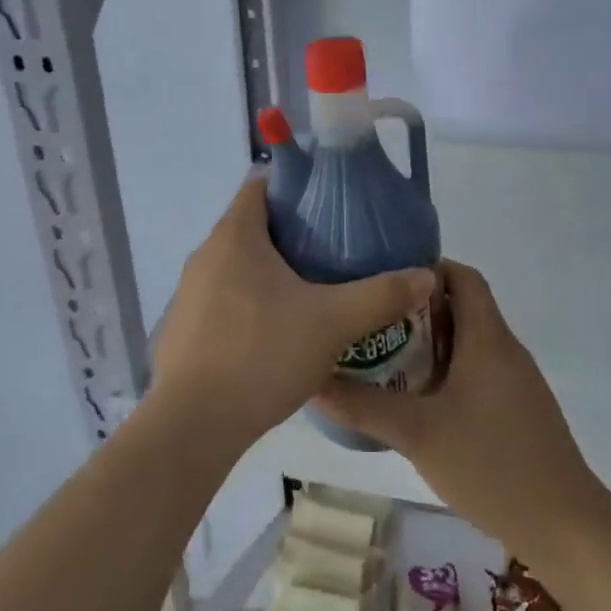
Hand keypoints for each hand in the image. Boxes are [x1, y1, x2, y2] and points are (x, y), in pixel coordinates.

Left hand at [150, 176, 434, 452]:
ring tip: (313, 290)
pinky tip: (278, 333)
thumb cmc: (261, 355)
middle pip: (251, 225)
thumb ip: (381, 295)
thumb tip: (426, 275)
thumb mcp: (332, 323)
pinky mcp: (183, 329)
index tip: (330, 201)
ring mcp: (189, 293)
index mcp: (235, 235)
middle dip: (292, 232)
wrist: (192, 426)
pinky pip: (223, 299)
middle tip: (335, 249)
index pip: (260, 185)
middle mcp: (206, 255)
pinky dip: (250, 302)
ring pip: (237, 265)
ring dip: (271, 271)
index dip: (295, 185)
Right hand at [317, 261, 607, 554]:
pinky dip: (449, 369)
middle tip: (373, 317)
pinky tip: (421, 398)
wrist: (566, 527)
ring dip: (432, 341)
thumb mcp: (417, 434)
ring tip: (386, 353)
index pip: (463, 276)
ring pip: (470, 341)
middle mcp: (505, 349)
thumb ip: (364, 407)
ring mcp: (517, 381)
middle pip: (463, 306)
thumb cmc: (491, 465)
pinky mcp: (520, 408)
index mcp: (487, 338)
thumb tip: (314, 383)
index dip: (427, 268)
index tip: (385, 276)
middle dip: (418, 307)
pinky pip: (480, 370)